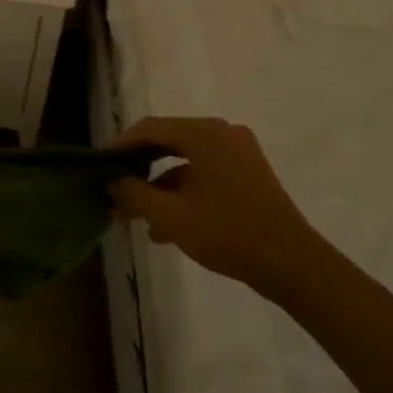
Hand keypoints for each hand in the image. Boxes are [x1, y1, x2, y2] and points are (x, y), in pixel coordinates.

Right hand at [110, 116, 324, 291]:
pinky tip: (166, 227)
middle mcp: (222, 133)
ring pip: (186, 162)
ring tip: (137, 217)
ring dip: (160, 186)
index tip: (100, 166)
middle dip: (139, 169)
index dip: (120, 145)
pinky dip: (184, 192)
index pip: (149, 128)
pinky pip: (205, 174)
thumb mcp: (170, 215)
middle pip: (168, 142)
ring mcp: (239, 154)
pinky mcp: (249, 175)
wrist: (293, 264)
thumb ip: (135, 193)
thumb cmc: (227, 232)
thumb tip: (113, 181)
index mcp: (204, 133)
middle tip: (116, 189)